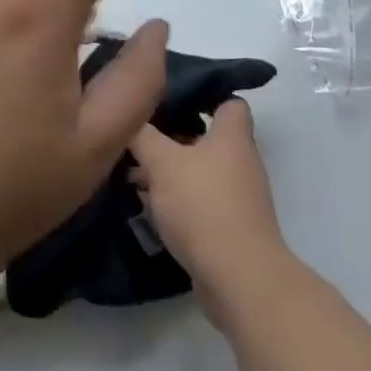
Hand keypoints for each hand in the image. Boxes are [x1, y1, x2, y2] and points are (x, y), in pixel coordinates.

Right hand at [130, 98, 284, 322]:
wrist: (239, 277)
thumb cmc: (203, 205)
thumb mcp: (162, 163)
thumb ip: (143, 135)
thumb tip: (130, 116)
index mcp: (232, 135)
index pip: (228, 100)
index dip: (203, 94)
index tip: (171, 96)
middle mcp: (241, 160)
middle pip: (208, 136)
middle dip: (174, 136)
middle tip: (141, 136)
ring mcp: (239, 196)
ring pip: (201, 171)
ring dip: (173, 172)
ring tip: (135, 173)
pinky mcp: (232, 227)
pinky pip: (202, 202)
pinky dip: (179, 201)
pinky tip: (150, 207)